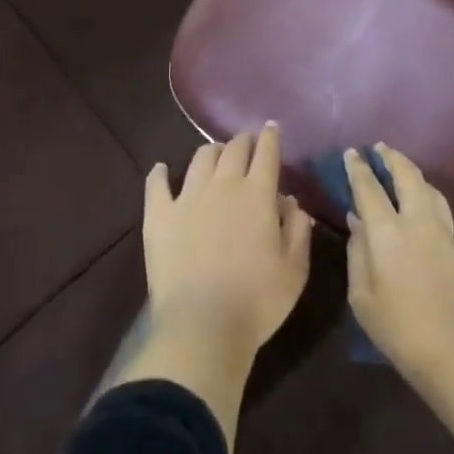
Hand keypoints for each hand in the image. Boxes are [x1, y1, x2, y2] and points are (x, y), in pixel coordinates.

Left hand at [143, 124, 313, 364]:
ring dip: (212, 151)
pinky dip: (159, 173)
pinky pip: (156, 184)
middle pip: (234, 149)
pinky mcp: (159, 215)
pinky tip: (161, 169)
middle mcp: (223, 185)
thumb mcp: (294, 270)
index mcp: (258, 194)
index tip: (271, 128)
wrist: (203, 325)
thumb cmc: (257, 301)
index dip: (270, 137)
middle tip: (247, 143)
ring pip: (200, 158)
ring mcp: (187, 197)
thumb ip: (297, 230)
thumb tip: (292, 202)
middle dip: (243, 141)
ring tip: (216, 155)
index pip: (266, 153)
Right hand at [344, 144, 453, 391]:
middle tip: (379, 148)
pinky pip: (440, 206)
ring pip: (428, 187)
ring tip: (401, 169)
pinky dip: (426, 193)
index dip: (358, 168)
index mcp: (387, 232)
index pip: (369, 188)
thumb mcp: (364, 299)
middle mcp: (417, 221)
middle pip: (407, 176)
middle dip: (391, 158)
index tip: (351, 153)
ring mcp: (443, 232)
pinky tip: (421, 201)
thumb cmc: (403, 332)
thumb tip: (357, 224)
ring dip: (412, 172)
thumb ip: (357, 256)